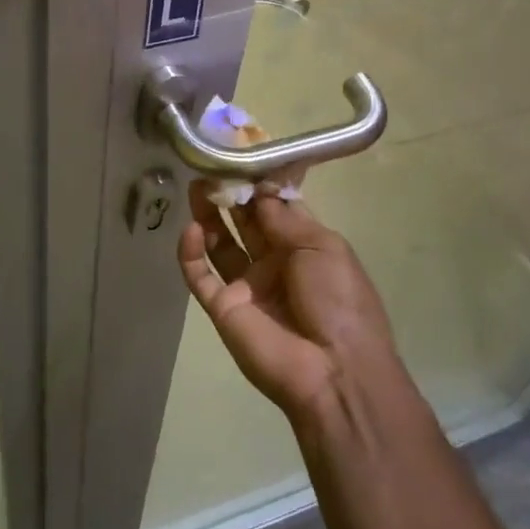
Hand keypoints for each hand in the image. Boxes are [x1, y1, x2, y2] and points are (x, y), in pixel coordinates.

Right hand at [177, 180, 403, 420]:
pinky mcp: (223, 308)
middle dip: (229, 196)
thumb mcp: (323, 247)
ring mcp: (246, 286)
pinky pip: (200, 277)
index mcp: (304, 248)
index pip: (276, 210)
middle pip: (244, 223)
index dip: (259, 185)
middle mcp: (273, 264)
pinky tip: (190, 230)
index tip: (240, 157)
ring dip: (207, 217)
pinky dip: (191, 253)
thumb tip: (259, 191)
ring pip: (219, 245)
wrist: (334, 370)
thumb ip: (284, 217)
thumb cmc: (339, 300)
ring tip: (195, 186)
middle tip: (210, 167)